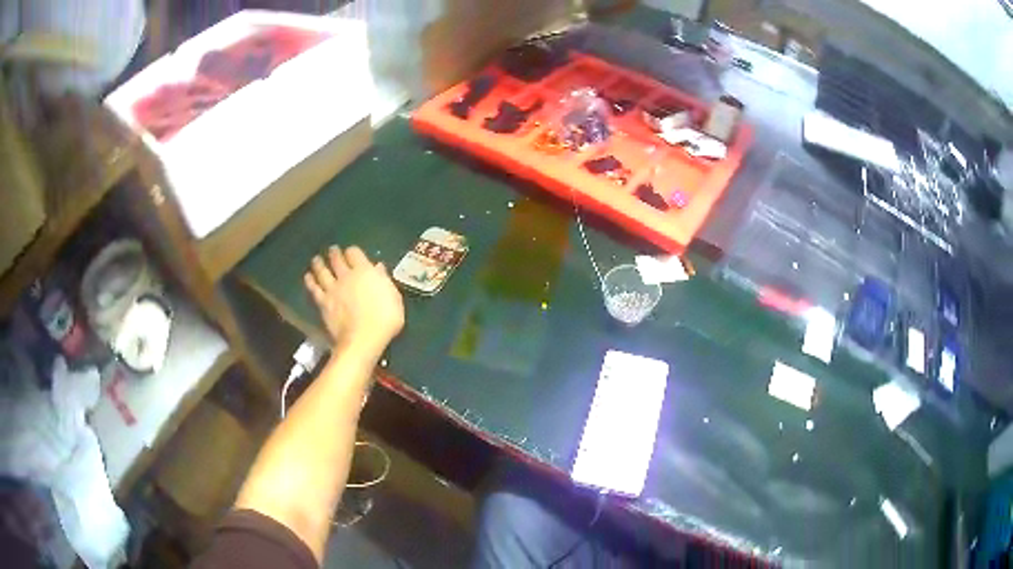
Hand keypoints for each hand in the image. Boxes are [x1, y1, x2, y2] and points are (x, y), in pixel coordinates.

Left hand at [304, 245, 404, 355]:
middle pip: (337, 260)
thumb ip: (384, 281)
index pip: (354, 253)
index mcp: (365, 272)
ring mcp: (332, 289)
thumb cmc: (385, 319)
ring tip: (316, 259)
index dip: (352, 251)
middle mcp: (346, 276)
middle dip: (334, 254)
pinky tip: (308, 277)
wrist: (363, 339)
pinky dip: (310, 281)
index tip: (352, 252)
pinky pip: (314, 288)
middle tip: (332, 250)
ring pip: (322, 271)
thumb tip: (378, 267)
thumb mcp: (394, 297)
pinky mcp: (323, 303)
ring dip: (319, 264)